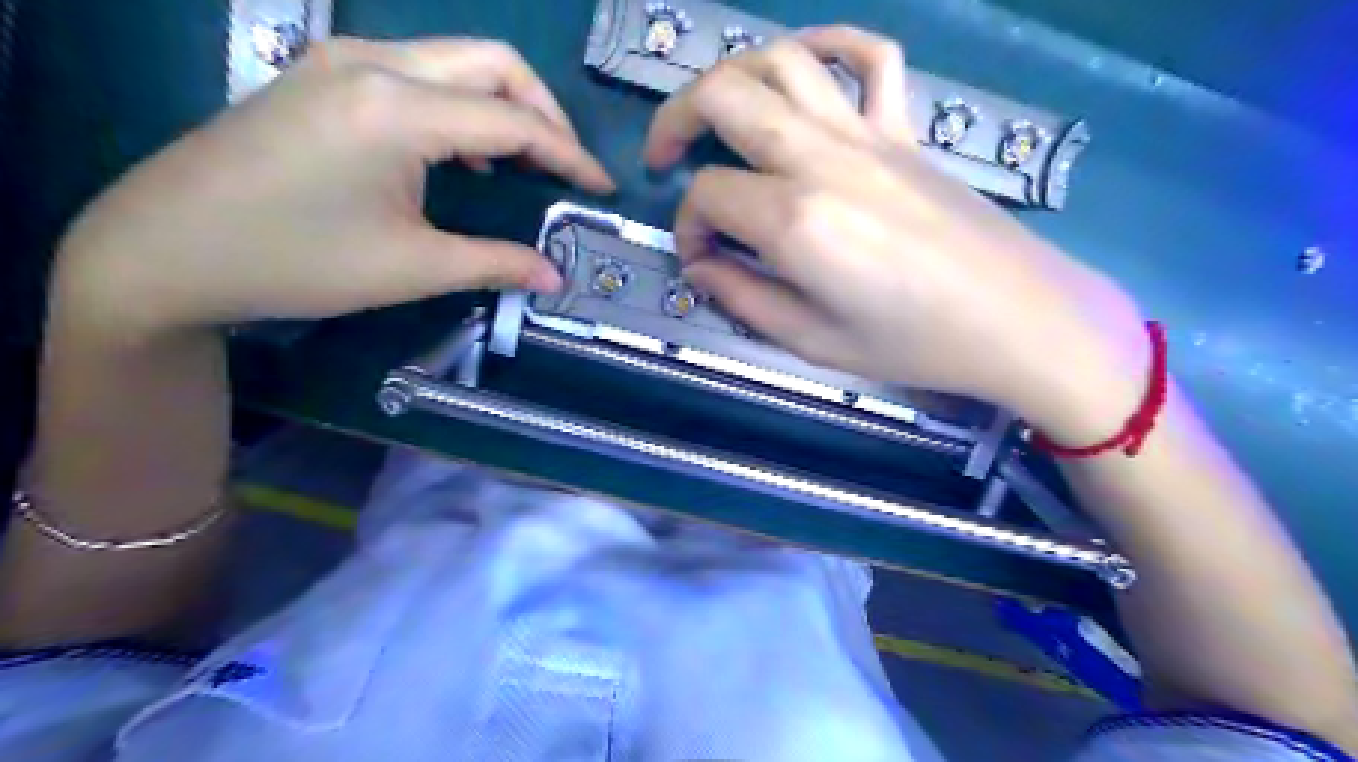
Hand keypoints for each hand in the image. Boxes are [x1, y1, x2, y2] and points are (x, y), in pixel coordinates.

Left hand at [51, 37, 612, 336]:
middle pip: (493, 61)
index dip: (570, 156)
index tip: (603, 188)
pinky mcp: (324, 74)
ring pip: (455, 59)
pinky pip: (418, 71)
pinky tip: (465, 149)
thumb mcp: (411, 268)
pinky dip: (461, 104)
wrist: (164, 250)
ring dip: (504, 103)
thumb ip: (496, 264)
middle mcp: (375, 63)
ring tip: (525, 160)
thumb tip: (556, 278)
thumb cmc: (295, 262)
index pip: (515, 119)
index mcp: (397, 108)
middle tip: (566, 167)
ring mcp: (342, 60)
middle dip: (544, 111)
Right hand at [645, 25, 1144, 440]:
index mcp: (796, 220)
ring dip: (732, 75)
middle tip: (664, 158)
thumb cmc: (913, 344)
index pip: (708, 195)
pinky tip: (804, 66)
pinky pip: (869, 56)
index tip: (700, 258)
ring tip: (716, 114)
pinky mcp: (904, 128)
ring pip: (782, 59)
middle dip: (675, 121)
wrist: (1015, 318)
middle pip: (725, 96)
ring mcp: (868, 132)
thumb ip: (742, 298)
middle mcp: (823, 158)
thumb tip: (701, 266)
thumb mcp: (812, 342)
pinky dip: (829, 44)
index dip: (687, 225)